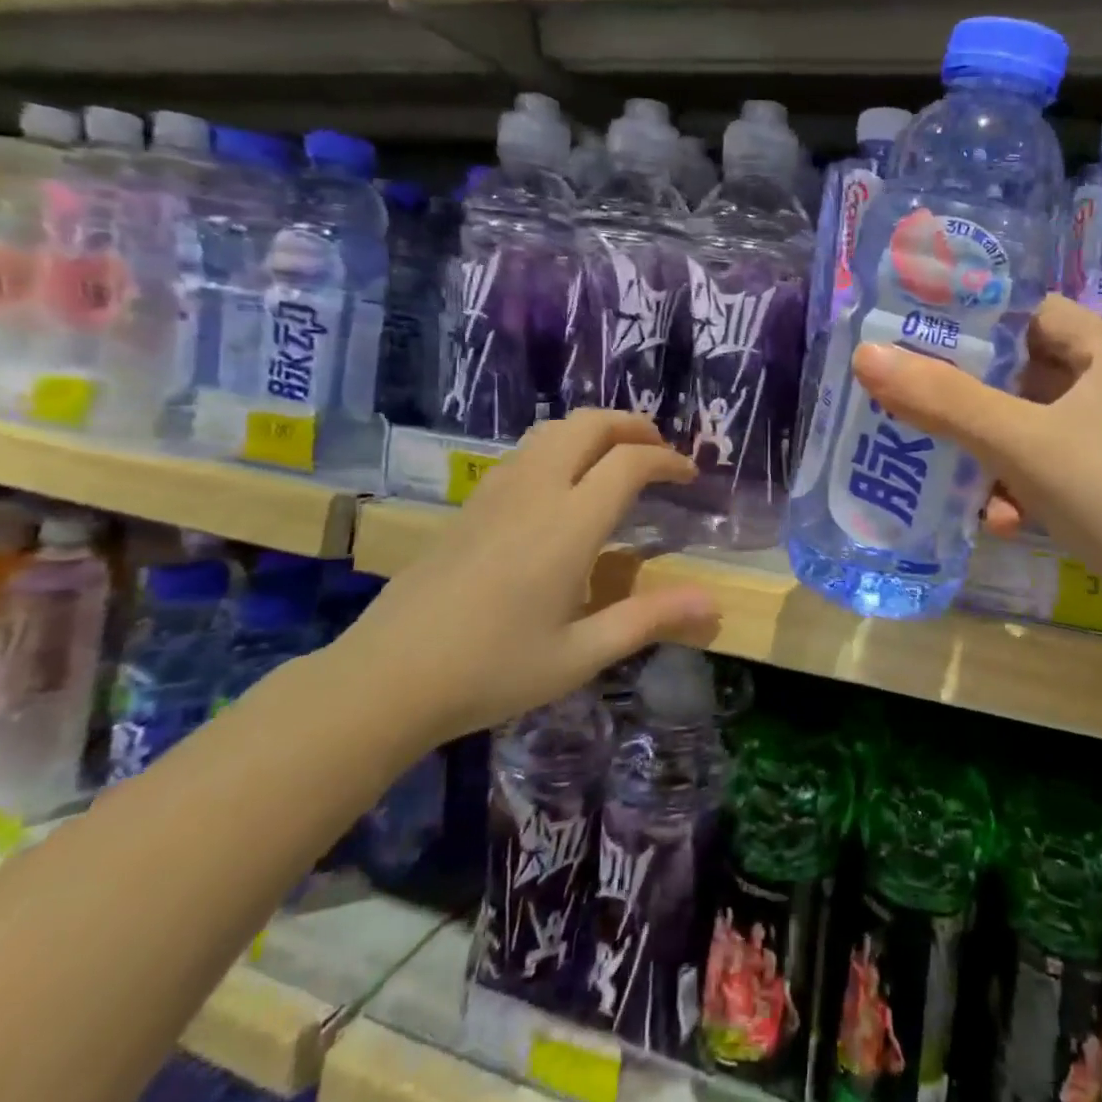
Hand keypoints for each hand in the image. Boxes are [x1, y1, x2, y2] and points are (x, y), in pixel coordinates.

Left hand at [332, 411, 722, 749]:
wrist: (388, 677)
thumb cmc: (492, 670)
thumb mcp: (580, 655)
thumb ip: (649, 619)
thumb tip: (713, 604)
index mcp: (569, 524)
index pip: (629, 462)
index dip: (668, 459)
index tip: (689, 475)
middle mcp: (536, 491)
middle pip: (589, 424)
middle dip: (632, 426)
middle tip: (658, 451)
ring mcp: (497, 491)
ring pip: (553, 430)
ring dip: (594, 430)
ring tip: (616, 457)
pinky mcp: (472, 503)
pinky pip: (526, 451)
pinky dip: (560, 445)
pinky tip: (562, 484)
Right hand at [851, 295, 1101, 625]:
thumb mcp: (1023, 442)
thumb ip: (944, 400)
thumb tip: (867, 354)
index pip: (1035, 314)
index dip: (981, 323)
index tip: (922, 343)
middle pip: (1026, 375)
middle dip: (971, 399)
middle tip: (914, 407)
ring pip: (1035, 432)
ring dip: (991, 454)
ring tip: (949, 477)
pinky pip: (1053, 477)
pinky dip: (1021, 492)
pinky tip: (998, 523)